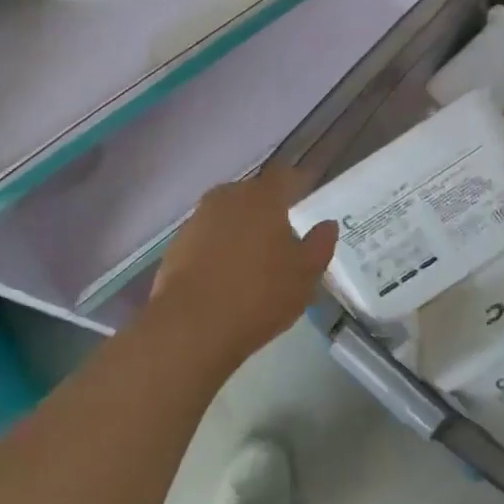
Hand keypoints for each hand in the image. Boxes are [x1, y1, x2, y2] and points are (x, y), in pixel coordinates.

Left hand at [144, 165, 337, 365]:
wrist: (191, 327)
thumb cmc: (259, 294)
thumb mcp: (305, 274)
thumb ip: (320, 244)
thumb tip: (327, 224)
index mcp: (262, 197)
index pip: (283, 175)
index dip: (296, 184)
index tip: (305, 197)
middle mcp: (227, 198)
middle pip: (252, 195)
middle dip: (267, 209)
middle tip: (280, 236)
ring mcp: (197, 220)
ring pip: (227, 216)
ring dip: (240, 230)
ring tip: (252, 261)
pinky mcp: (176, 246)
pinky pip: (206, 239)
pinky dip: (217, 250)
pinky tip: (224, 277)